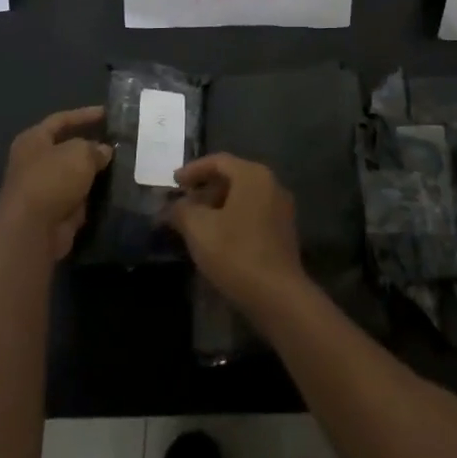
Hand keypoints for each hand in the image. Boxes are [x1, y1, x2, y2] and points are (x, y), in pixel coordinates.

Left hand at [0, 107, 112, 262]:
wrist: (32, 231)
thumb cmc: (52, 179)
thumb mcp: (79, 153)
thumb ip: (95, 148)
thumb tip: (104, 152)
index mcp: (33, 140)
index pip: (62, 119)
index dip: (85, 114)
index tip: (108, 113)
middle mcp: (34, 162)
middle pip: (68, 148)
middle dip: (92, 146)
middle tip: (119, 142)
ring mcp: (43, 189)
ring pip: (74, 174)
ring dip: (94, 172)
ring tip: (123, 164)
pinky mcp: (53, 213)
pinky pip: (78, 197)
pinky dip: (93, 194)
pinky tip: (114, 189)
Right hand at [167, 154, 305, 316]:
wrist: (278, 296)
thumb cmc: (236, 254)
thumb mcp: (199, 230)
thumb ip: (182, 211)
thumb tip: (172, 206)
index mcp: (253, 175)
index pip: (219, 161)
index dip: (193, 170)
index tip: (174, 182)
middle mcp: (271, 184)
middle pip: (232, 177)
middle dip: (205, 189)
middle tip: (183, 204)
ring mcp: (281, 208)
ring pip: (243, 197)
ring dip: (218, 205)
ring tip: (196, 223)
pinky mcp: (284, 231)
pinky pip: (253, 213)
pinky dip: (233, 218)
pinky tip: (218, 238)